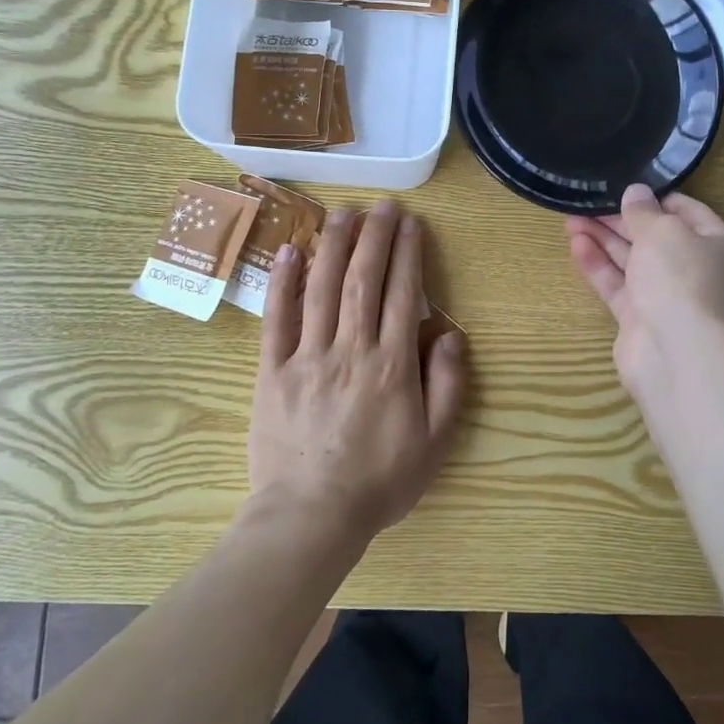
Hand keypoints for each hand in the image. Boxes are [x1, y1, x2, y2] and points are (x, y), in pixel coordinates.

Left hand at [248, 200, 466, 544]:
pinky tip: (292, 251)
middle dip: (374, 237)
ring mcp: (307, 356)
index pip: (401, 294)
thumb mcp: (435, 443)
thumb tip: (450, 335)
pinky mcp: (273, 370)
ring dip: (334, 245)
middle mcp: (350, 349)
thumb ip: (448, 385)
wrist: (312, 517)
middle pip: (362, 280)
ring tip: (343, 213)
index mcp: (391, 364)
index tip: (411, 223)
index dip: (407, 253)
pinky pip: (277, 319)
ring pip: (322, 288)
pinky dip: (284, 282)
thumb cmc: (380, 482)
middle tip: (382, 206)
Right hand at [566, 185, 723, 389]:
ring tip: (570, 218)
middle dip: (620, 219)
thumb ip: (644, 211)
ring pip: (632, 261)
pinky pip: (618, 285)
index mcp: (717, 244)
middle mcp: (695, 270)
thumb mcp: (663, 231)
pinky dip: (598, 265)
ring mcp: (667, 297)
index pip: (686, 211)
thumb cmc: (682, 278)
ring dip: (603, 239)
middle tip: (587, 201)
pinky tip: (576, 244)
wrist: (679, 355)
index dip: (654, 197)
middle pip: (654, 237)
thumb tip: (636, 192)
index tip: (623, 185)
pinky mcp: (640, 319)